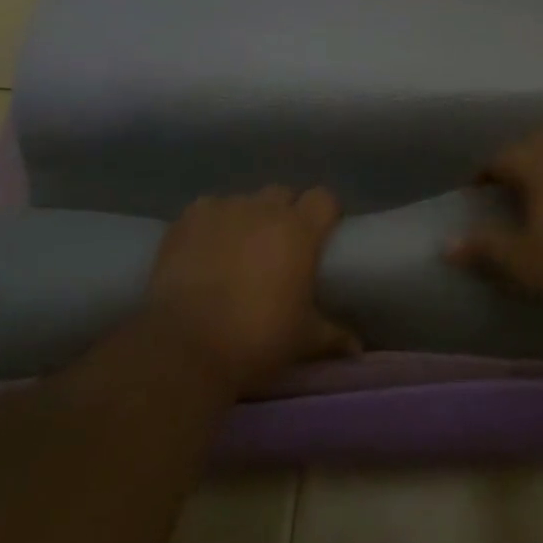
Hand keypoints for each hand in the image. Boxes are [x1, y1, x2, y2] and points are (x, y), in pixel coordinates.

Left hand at [144, 186, 360, 394]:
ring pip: (244, 201)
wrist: (185, 346)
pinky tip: (203, 249)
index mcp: (300, 230)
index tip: (321, 234)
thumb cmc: (256, 340)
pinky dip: (210, 224)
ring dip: (247, 219)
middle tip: (278, 247)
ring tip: (237, 252)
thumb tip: (357, 348)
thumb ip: (333, 336)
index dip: (324, 213)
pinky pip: (207, 209)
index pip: (324, 198)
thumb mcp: (302, 340)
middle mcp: (264, 208)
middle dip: (284, 213)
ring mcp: (224, 208)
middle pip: (283, 194)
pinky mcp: (188, 218)